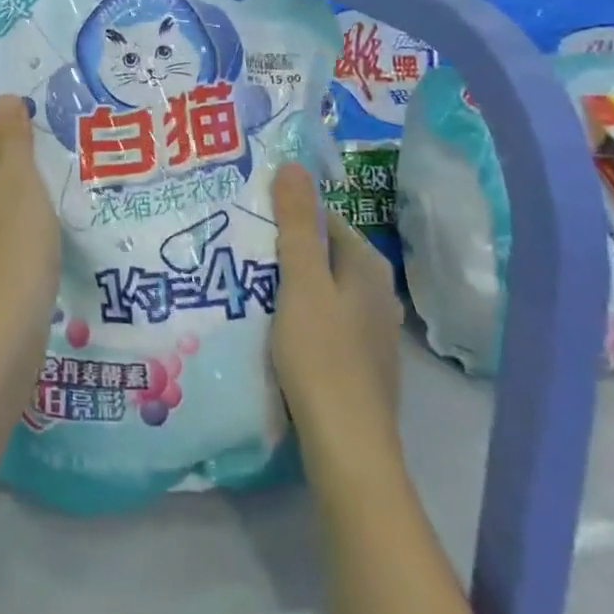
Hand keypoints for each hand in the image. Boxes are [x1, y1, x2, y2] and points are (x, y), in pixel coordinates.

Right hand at [269, 162, 406, 487]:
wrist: (347, 448)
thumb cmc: (321, 355)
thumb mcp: (302, 282)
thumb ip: (297, 224)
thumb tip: (293, 165)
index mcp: (368, 267)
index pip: (323, 218)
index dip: (285, 211)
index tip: (246, 213)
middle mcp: (376, 293)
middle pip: (322, 253)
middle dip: (282, 246)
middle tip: (236, 244)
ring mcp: (369, 330)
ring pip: (320, 288)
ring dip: (286, 281)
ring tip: (241, 278)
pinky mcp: (356, 361)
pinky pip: (321, 319)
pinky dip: (295, 312)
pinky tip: (266, 322)